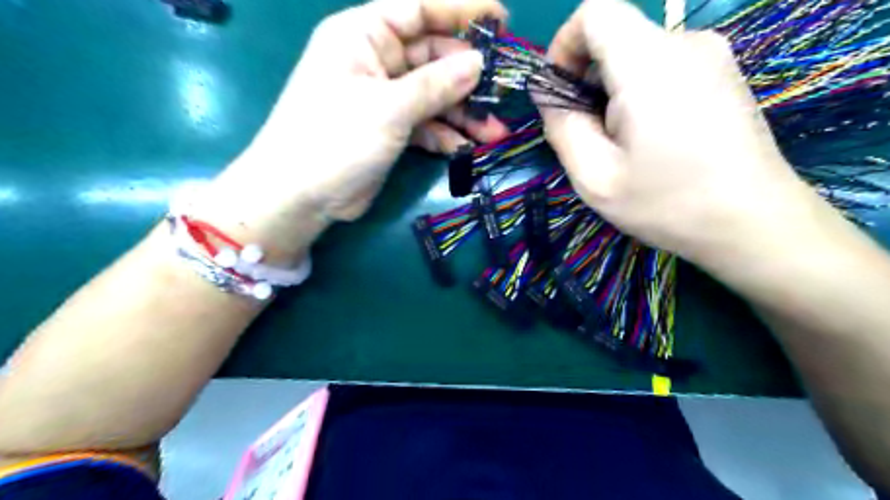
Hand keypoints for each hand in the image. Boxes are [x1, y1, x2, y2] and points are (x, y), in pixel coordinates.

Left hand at [198, 0, 511, 261]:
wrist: (301, 196)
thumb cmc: (335, 138)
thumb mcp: (389, 107)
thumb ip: (436, 84)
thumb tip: (480, 62)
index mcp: (363, 36)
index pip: (418, 9)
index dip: (460, 11)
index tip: (501, 19)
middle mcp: (375, 61)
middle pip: (432, 58)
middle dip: (469, 78)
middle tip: (503, 93)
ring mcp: (383, 98)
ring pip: (433, 96)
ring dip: (463, 114)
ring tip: (495, 132)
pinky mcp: (389, 130)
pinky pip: (425, 124)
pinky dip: (444, 135)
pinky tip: (466, 149)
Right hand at [539, 0, 815, 264]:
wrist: (754, 223)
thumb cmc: (668, 203)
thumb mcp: (595, 177)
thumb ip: (562, 127)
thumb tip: (548, 93)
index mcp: (649, 64)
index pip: (595, 11)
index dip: (564, 44)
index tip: (560, 91)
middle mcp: (685, 43)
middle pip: (615, 36)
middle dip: (588, 81)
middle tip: (590, 136)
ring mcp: (712, 56)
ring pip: (638, 55)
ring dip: (614, 93)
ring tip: (623, 146)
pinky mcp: (723, 73)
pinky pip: (664, 67)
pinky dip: (641, 94)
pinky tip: (652, 140)